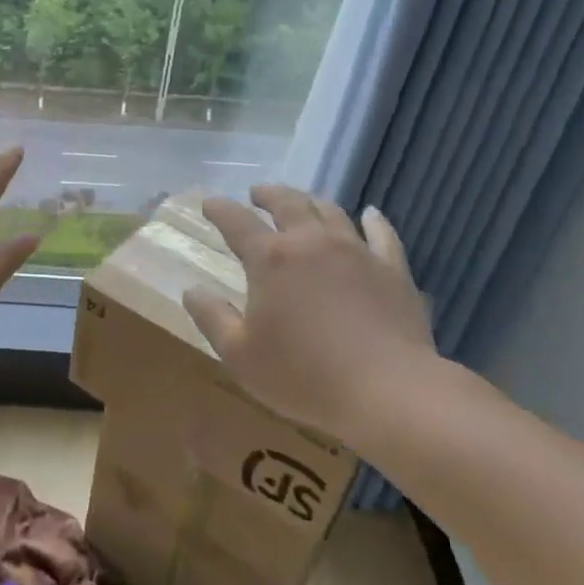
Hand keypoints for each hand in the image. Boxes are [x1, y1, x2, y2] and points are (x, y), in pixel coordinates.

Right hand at [181, 186, 438, 442]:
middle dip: (268, 195)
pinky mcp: (392, 269)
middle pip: (287, 203)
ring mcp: (356, 252)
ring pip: (330, 212)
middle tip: (257, 193)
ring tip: (302, 201)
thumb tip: (191, 291)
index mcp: (270, 259)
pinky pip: (382, 234)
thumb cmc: (303, 375)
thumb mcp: (239, 355)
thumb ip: (212, 318)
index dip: (219, 209)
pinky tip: (370, 215)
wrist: (388, 391)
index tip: (209, 203)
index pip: (236, 222)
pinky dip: (373, 220)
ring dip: (311, 201)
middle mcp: (311, 243)